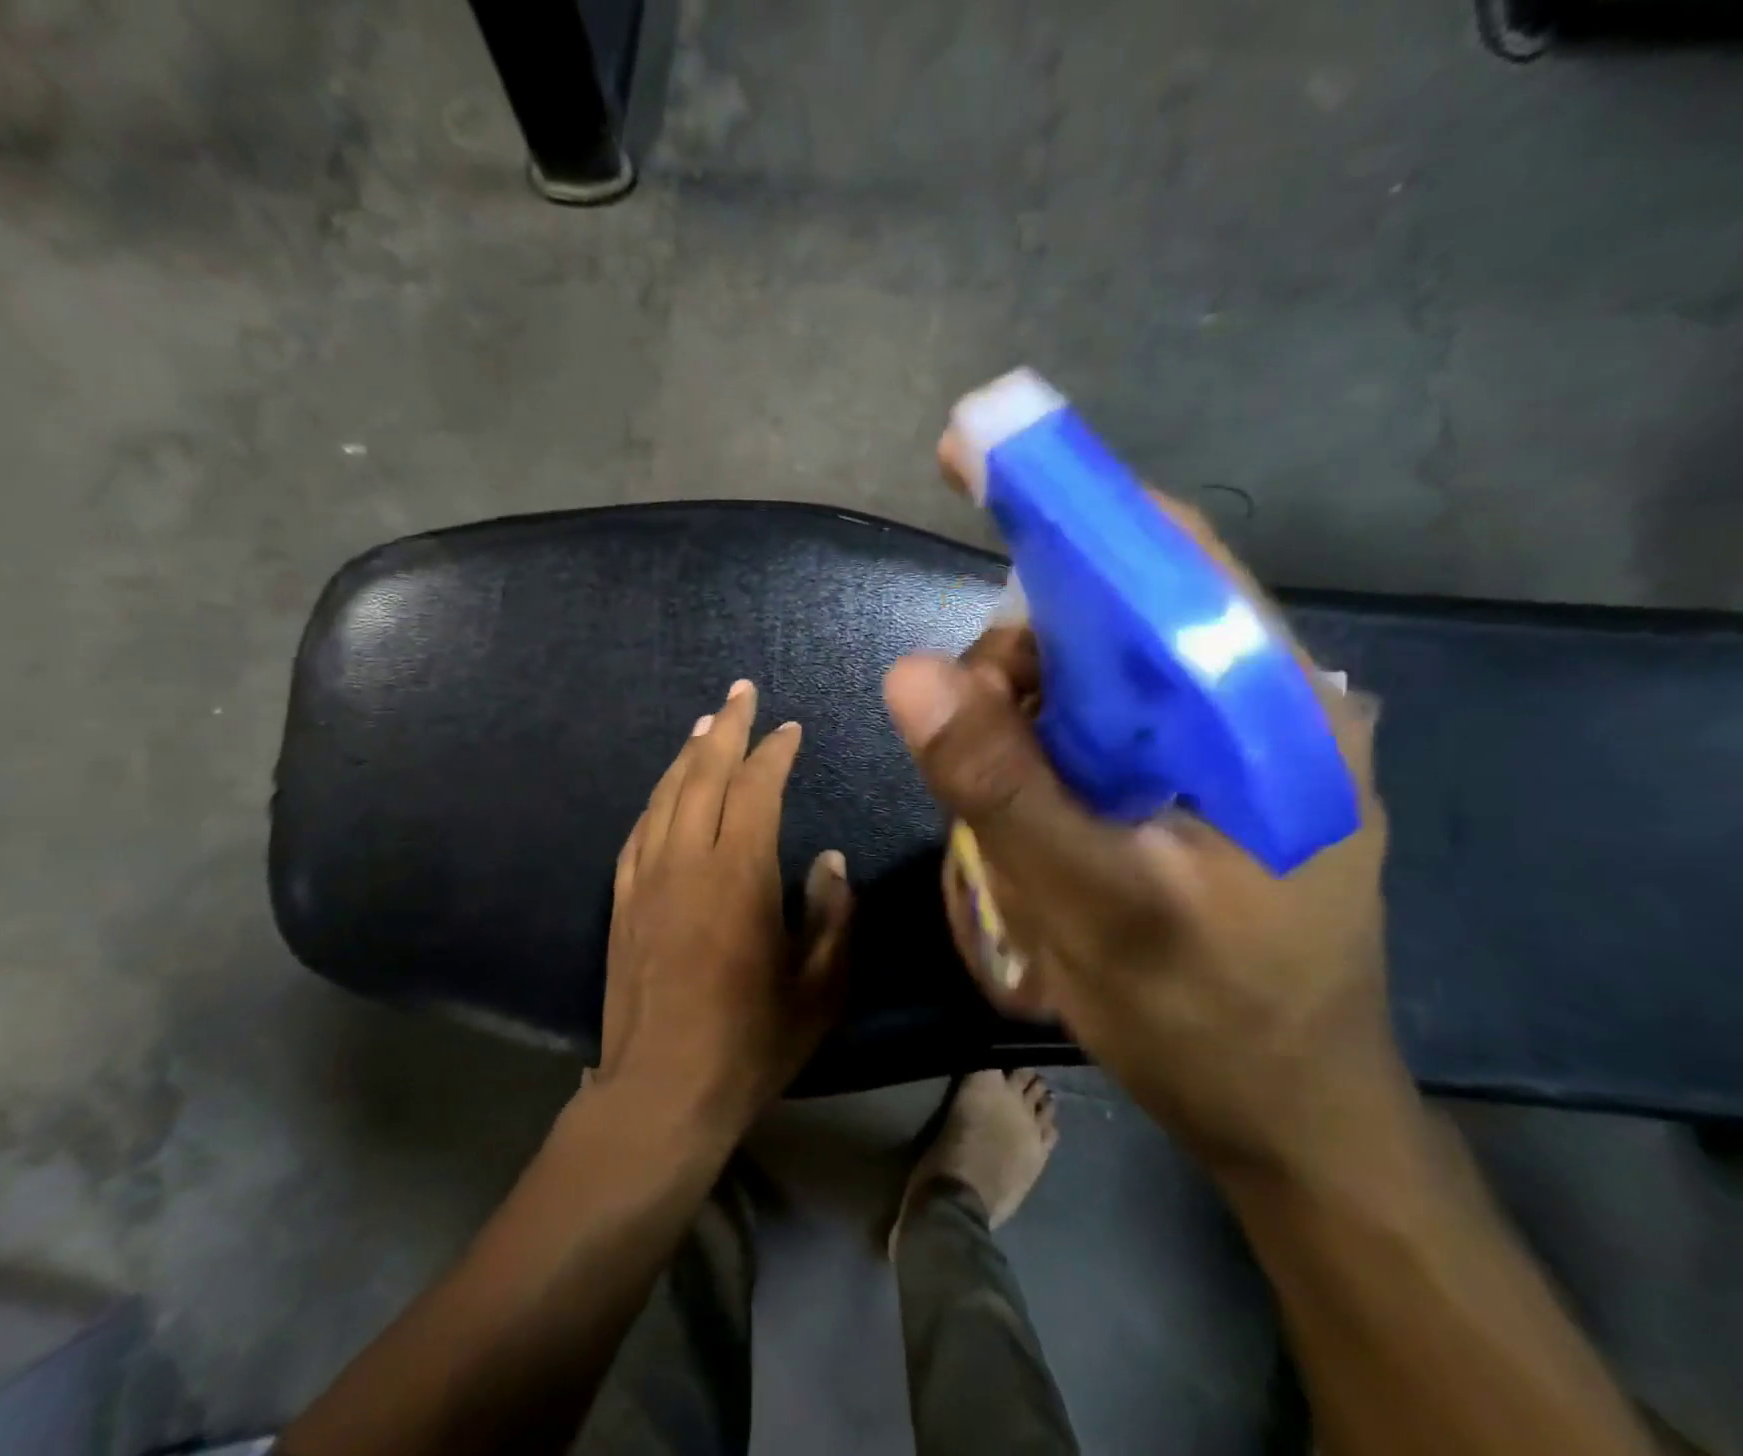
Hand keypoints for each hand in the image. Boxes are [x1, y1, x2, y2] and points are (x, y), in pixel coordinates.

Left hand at [596, 679, 851, 1139]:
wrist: (660, 1091)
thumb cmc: (750, 1042)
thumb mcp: (819, 988)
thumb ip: (831, 916)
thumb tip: (827, 860)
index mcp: (739, 875)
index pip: (757, 788)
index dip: (775, 752)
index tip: (790, 730)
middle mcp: (687, 860)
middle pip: (704, 772)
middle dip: (726, 726)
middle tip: (741, 692)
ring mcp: (646, 877)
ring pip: (666, 794)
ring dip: (689, 754)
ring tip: (707, 723)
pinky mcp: (621, 899)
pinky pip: (638, 829)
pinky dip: (657, 797)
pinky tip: (666, 787)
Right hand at [885, 498, 1402, 1178]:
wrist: (1288, 1115)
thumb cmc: (1210, 1019)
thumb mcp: (1092, 904)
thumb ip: (1000, 784)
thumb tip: (907, 673)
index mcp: (1265, 709)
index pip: (1164, 557)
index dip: (1066, 499)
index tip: (968, 457)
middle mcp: (1255, 700)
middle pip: (1115, 610)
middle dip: (1020, 650)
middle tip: (963, 723)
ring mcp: (1225, 739)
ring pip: (1096, 669)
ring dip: (1025, 707)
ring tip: (997, 795)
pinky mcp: (1198, 775)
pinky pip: (1100, 720)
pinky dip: (1044, 738)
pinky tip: (1030, 801)